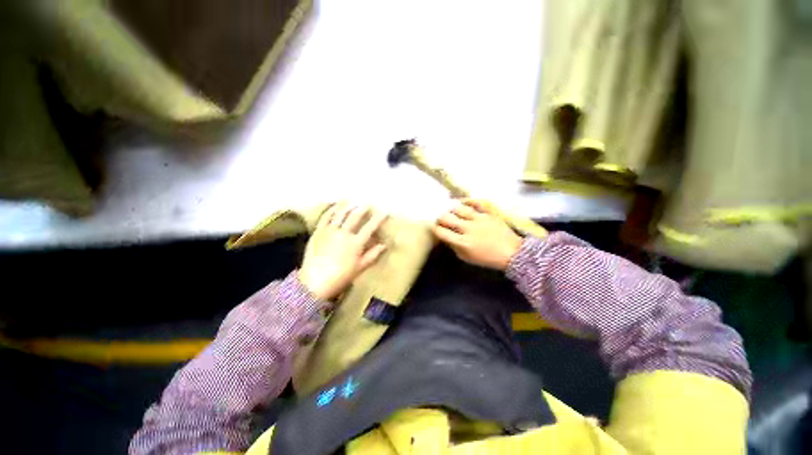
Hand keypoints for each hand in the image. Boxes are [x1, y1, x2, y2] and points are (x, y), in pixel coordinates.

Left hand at [298, 203, 387, 299]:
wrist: (314, 282)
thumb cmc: (341, 276)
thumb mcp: (360, 267)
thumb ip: (373, 255)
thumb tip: (384, 245)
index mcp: (355, 243)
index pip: (370, 227)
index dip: (378, 219)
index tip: (384, 212)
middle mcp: (344, 233)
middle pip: (355, 216)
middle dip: (363, 208)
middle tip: (368, 203)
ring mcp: (330, 231)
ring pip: (340, 214)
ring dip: (347, 205)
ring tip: (352, 200)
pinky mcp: (318, 231)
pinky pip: (325, 217)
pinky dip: (331, 209)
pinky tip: (335, 206)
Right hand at [433, 199, 522, 270]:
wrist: (513, 253)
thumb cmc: (488, 258)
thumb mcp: (467, 258)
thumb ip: (454, 247)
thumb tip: (446, 237)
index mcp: (463, 242)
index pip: (442, 232)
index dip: (435, 229)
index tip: (435, 228)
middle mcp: (468, 229)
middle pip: (447, 218)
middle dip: (440, 218)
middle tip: (441, 219)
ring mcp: (479, 219)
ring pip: (459, 208)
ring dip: (451, 209)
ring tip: (451, 211)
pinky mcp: (488, 213)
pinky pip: (476, 203)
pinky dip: (467, 201)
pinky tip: (462, 202)